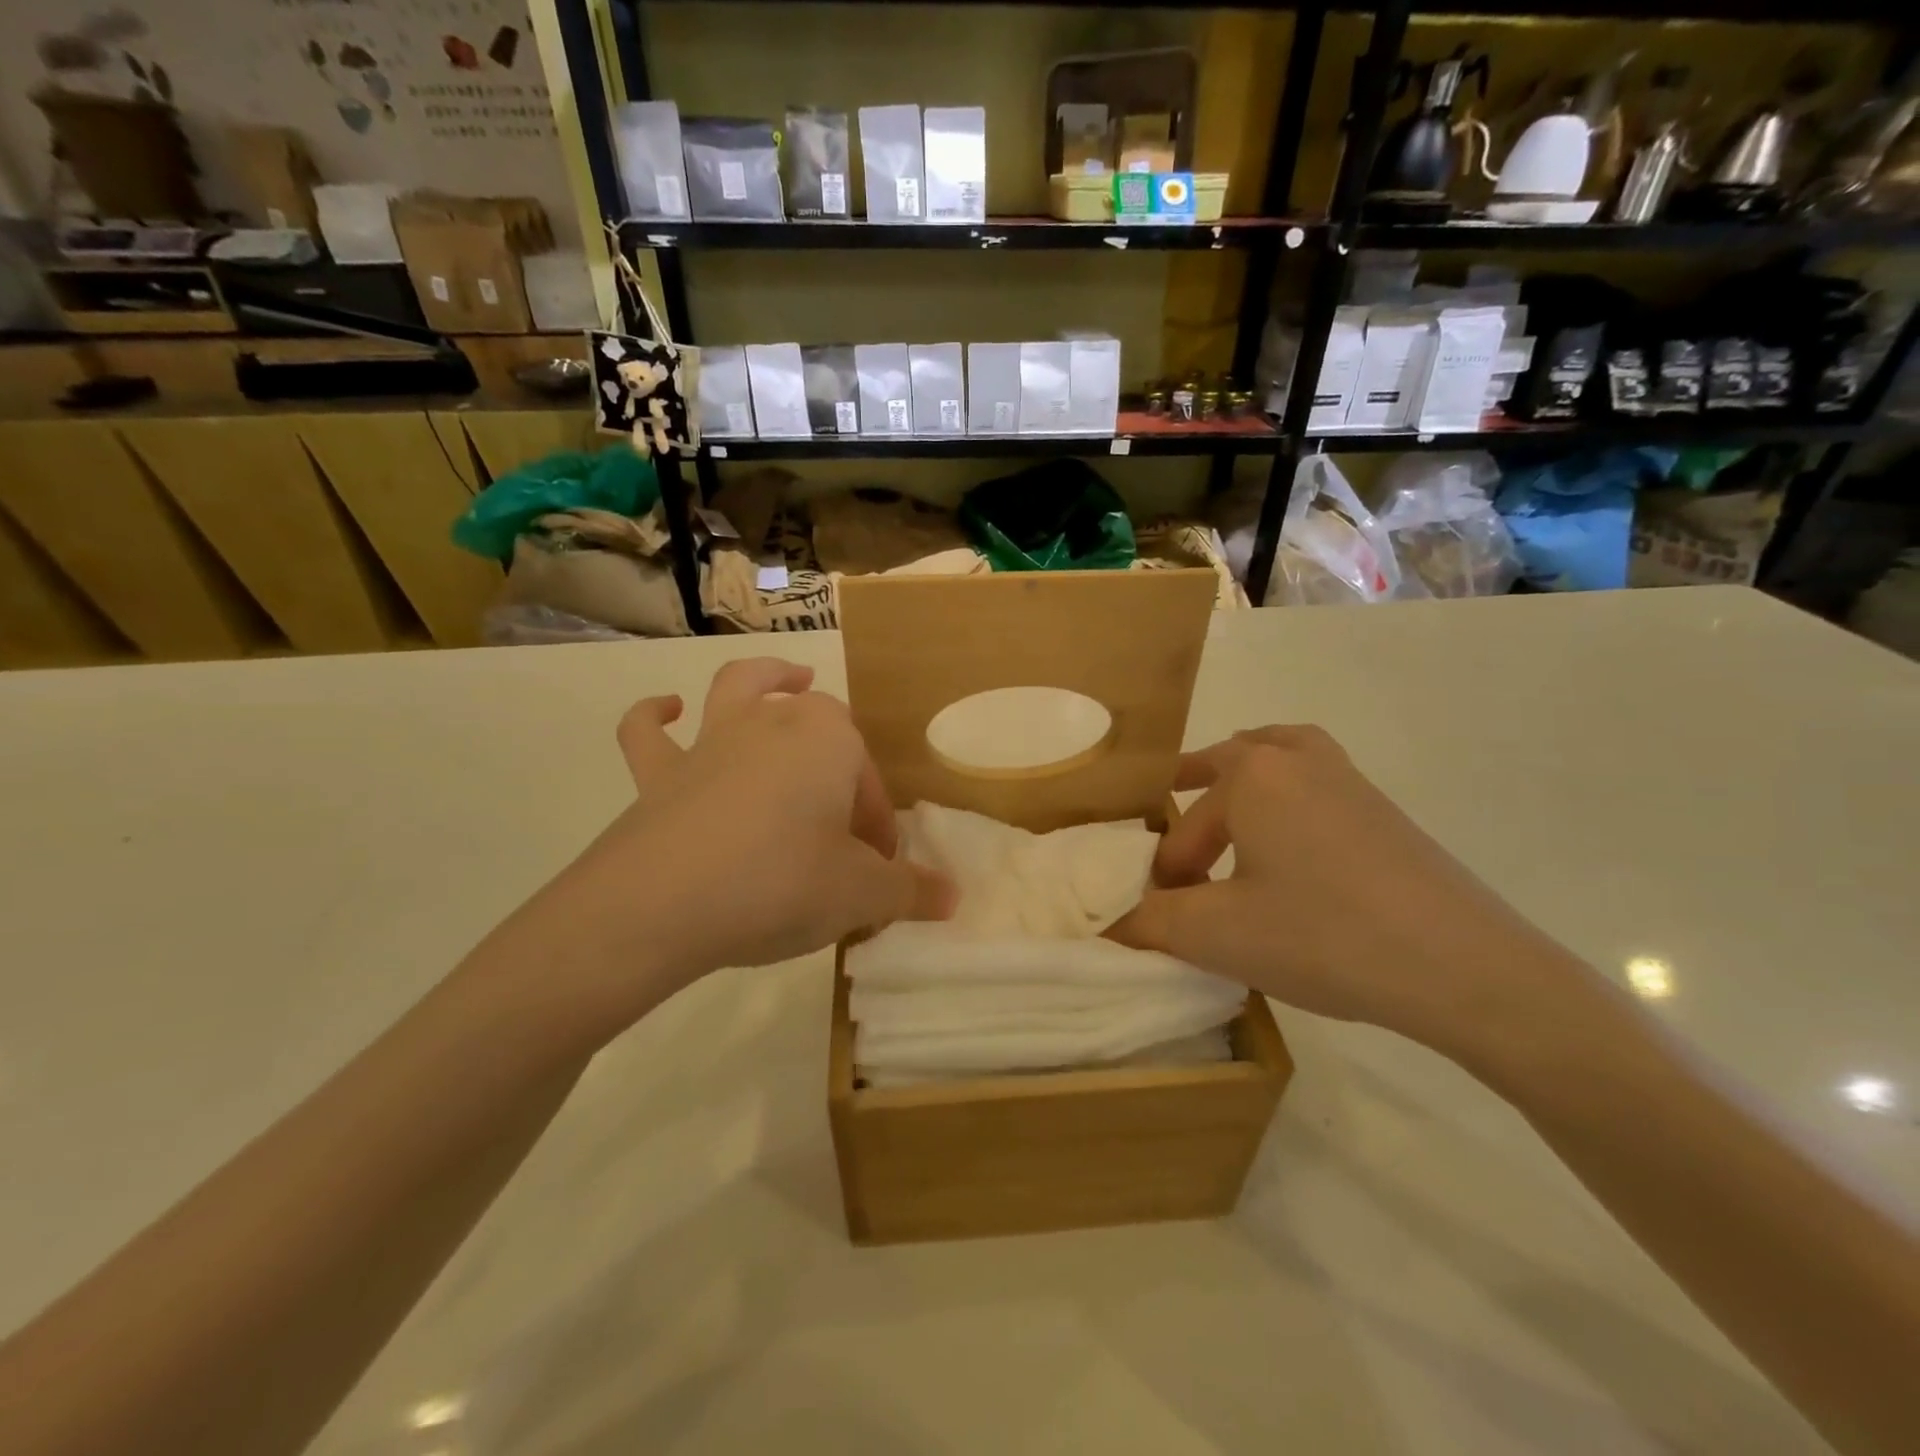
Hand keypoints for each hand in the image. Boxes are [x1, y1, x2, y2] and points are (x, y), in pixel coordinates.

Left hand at [507, 658, 953, 1034]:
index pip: (868, 776)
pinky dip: (655, 716)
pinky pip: (650, 733)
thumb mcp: (860, 896)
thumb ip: (910, 891)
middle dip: (838, 761)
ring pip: (741, 689)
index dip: (877, 821)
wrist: (661, 905)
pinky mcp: (657, 774)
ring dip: (767, 678)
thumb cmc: (780, 883)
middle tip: (844, 816)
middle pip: (819, 725)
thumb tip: (953, 897)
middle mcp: (772, 723)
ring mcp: (710, 742)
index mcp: (828, 740)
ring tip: (790, 679)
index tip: (878, 867)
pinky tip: (667, 710)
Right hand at [1110, 726, 1583, 1060]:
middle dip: (1195, 790)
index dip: (1166, 873)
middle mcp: (1299, 761)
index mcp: (1252, 776)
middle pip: (1231, 759)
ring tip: (1230, 808)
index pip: (1184, 826)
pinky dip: (1290, 798)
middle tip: (1174, 824)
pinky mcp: (1386, 813)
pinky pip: (1318, 785)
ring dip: (1248, 779)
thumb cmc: (1322, 936)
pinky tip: (1293, 848)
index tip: (1164, 915)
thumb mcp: (1216, 935)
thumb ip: (1150, 924)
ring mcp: (1350, 782)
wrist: (1464, 968)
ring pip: (1282, 758)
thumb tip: (1111, 927)